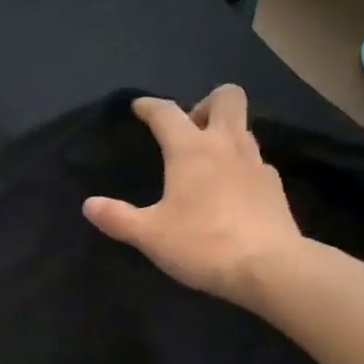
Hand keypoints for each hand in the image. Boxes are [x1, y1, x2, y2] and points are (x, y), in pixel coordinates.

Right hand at [82, 87, 300, 305]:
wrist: (269, 267)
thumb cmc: (203, 244)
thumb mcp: (150, 236)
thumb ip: (118, 218)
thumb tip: (89, 205)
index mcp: (191, 150)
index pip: (166, 113)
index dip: (150, 106)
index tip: (139, 107)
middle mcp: (226, 145)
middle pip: (226, 97)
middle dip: (205, 103)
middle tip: (189, 130)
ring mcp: (256, 164)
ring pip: (243, 128)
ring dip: (224, 134)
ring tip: (207, 162)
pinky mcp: (274, 186)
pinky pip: (255, 162)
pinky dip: (241, 166)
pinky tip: (231, 192)